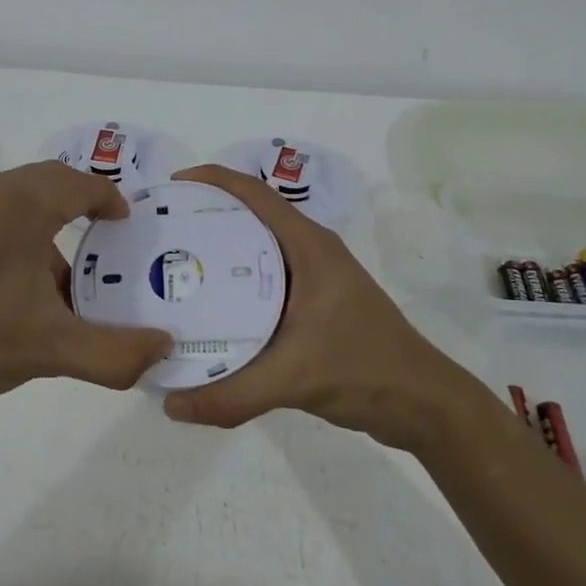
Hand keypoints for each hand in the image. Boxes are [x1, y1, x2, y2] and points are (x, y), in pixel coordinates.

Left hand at [0, 161, 172, 436]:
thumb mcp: (53, 349)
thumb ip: (117, 352)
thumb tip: (164, 349)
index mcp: (23, 201)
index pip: (82, 183)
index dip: (111, 199)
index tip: (128, 224)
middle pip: (52, 184)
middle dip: (83, 209)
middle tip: (108, 246)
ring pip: (21, 202)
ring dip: (50, 229)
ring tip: (67, 281)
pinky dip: (20, 239)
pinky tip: (21, 292)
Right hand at [162, 165, 477, 452]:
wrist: (424, 404)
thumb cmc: (364, 370)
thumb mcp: (292, 379)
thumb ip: (231, 395)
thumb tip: (170, 405)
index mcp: (309, 246)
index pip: (255, 194)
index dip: (213, 179)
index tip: (172, 185)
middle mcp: (311, 252)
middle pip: (251, 216)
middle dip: (206, 214)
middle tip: (162, 231)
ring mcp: (315, 278)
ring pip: (258, 249)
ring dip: (220, 250)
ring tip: (175, 264)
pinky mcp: (315, 303)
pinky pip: (266, 279)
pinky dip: (236, 283)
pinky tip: (209, 308)